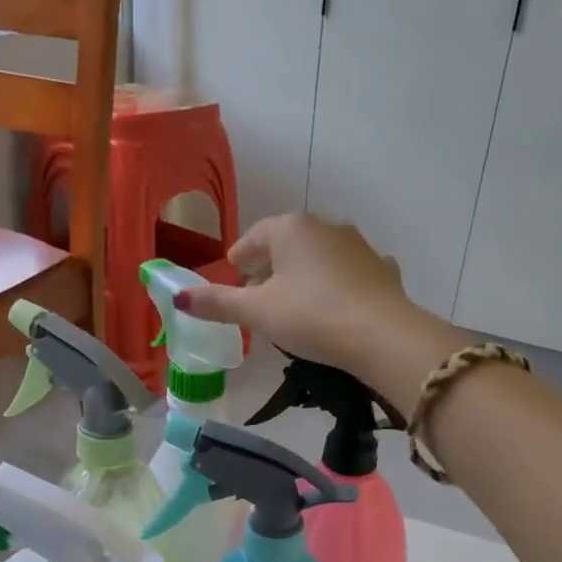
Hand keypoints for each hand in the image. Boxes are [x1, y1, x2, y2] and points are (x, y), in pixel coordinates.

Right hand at [174, 214, 458, 406]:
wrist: (382, 335)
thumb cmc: (311, 316)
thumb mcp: (258, 313)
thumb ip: (218, 303)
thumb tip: (180, 298)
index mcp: (290, 229)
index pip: (253, 239)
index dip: (238, 261)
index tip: (233, 280)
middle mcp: (325, 226)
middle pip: (286, 245)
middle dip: (269, 268)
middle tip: (258, 298)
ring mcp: (358, 246)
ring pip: (319, 258)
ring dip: (303, 276)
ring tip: (294, 306)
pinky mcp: (381, 270)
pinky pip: (348, 274)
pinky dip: (336, 285)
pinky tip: (335, 306)